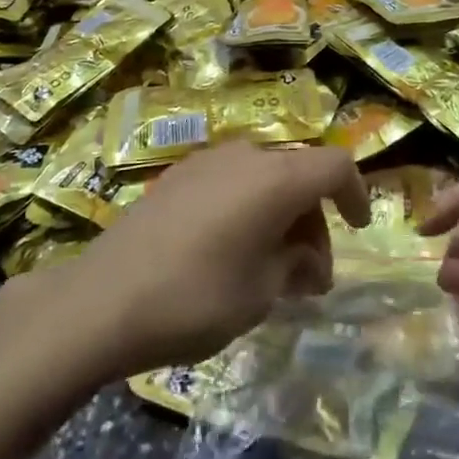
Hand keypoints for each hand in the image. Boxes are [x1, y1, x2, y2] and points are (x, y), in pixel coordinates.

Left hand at [57, 141, 371, 378]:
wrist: (100, 300)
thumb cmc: (194, 298)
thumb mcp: (260, 293)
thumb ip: (295, 266)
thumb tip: (305, 260)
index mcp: (275, 179)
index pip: (335, 165)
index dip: (356, 193)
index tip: (358, 228)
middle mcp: (245, 157)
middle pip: (299, 174)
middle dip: (314, 221)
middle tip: (308, 277)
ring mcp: (207, 162)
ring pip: (265, 178)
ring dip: (281, 216)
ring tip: (272, 270)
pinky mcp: (177, 176)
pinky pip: (232, 183)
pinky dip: (249, 209)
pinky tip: (232, 251)